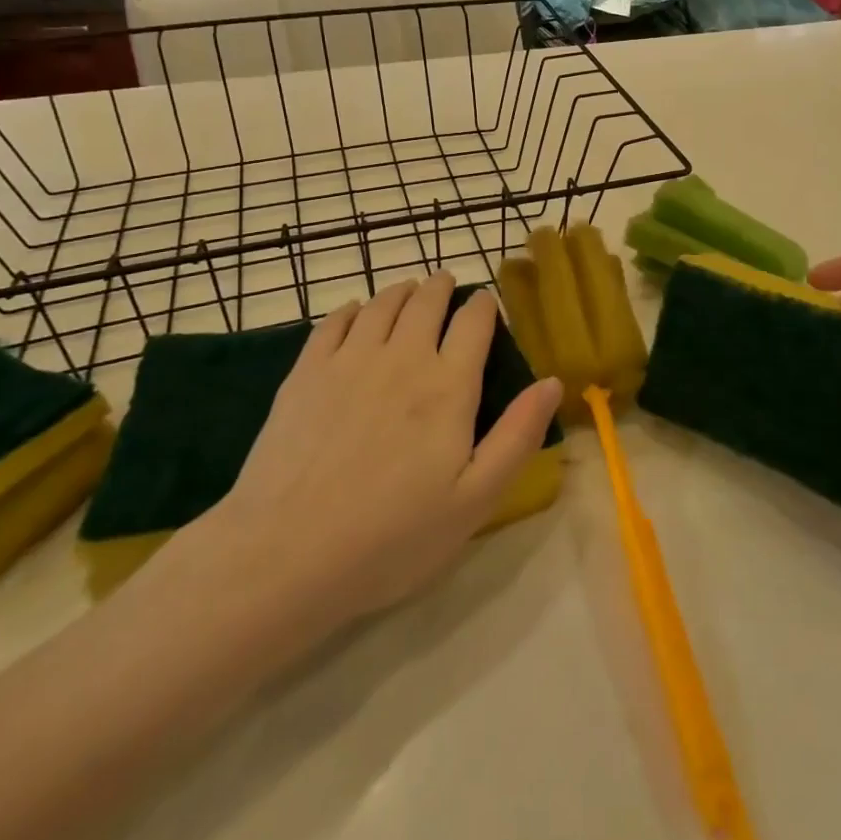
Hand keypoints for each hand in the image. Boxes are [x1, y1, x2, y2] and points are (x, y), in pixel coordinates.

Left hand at [180, 274, 561, 648]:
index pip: (474, 323)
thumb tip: (553, 382)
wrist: (287, 553)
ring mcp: (349, 360)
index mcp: (448, 386)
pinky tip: (357, 312)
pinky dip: (354, 308)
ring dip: (402, 291)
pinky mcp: (306, 372)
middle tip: (446, 286)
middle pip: (426, 301)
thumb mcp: (475, 499)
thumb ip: (518, 435)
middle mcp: (402, 357)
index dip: (483, 305)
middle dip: (442, 288)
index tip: (485, 302)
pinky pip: (335, 321)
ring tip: (409, 291)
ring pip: (382, 304)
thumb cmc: (393, 537)